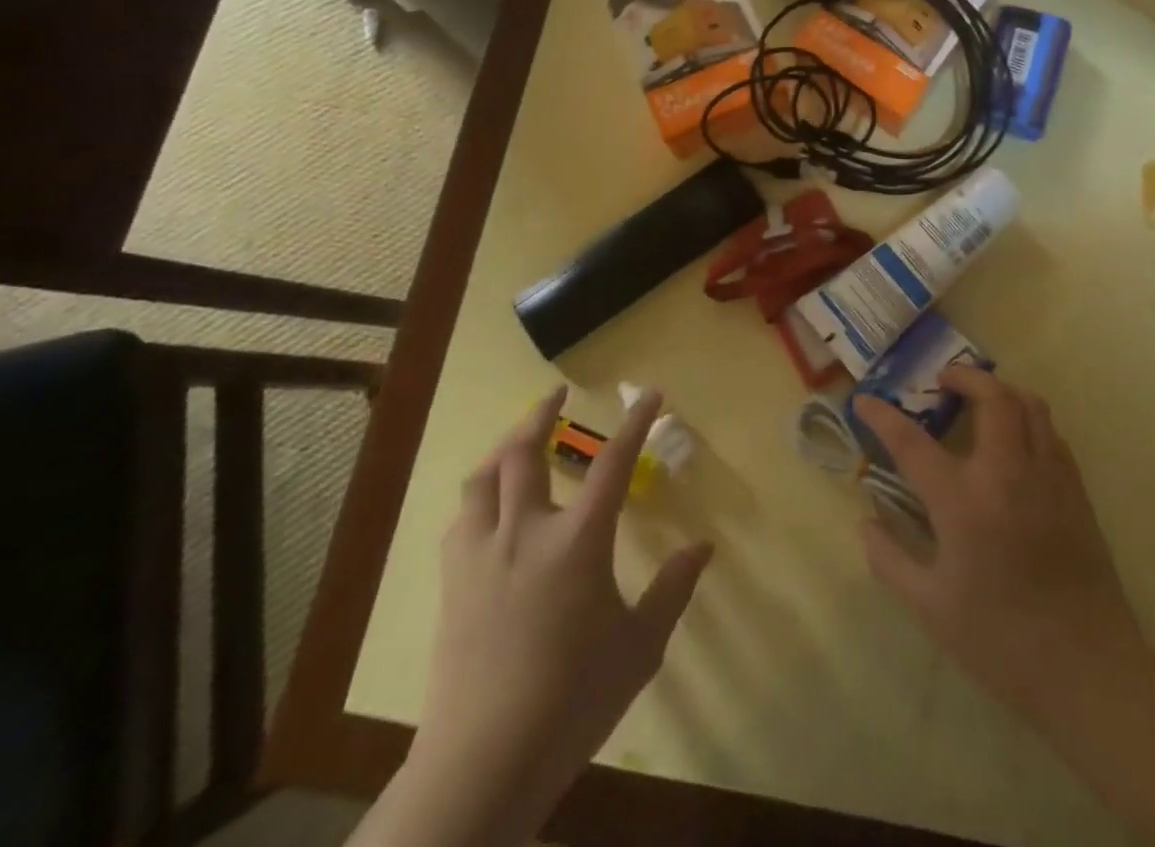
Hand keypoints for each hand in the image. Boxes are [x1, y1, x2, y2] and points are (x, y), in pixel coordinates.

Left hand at [397, 386, 712, 845]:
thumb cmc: (572, 700)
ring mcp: (482, 555)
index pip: (612, 463)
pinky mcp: (452, 584)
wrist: (484, 761)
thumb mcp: (639, 647)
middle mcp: (527, 531)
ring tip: (517, 438)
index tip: (649, 392)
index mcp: (578, 540)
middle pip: (525, 453)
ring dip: (502, 448)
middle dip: (541, 414)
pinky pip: (462, 519)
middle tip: (555, 394)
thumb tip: (702, 548)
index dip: (634, 423)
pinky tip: (487, 507)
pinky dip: (479, 496)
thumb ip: (672, 591)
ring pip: (483, 479)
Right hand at [853, 370, 1148, 723]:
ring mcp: (1047, 476)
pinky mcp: (1075, 490)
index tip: (865, 400)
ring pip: (1030, 404)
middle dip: (964, 376)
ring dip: (1001, 389)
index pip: (912, 442)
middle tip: (943, 381)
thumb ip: (891, 559)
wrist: (1087, 668)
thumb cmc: (1000, 640)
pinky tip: (1016, 439)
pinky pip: (1051, 433)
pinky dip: (1029, 418)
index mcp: (963, 501)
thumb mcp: (931, 607)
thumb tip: (864, 522)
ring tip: (981, 396)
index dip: (883, 416)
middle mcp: (1006, 473)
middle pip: (991, 397)